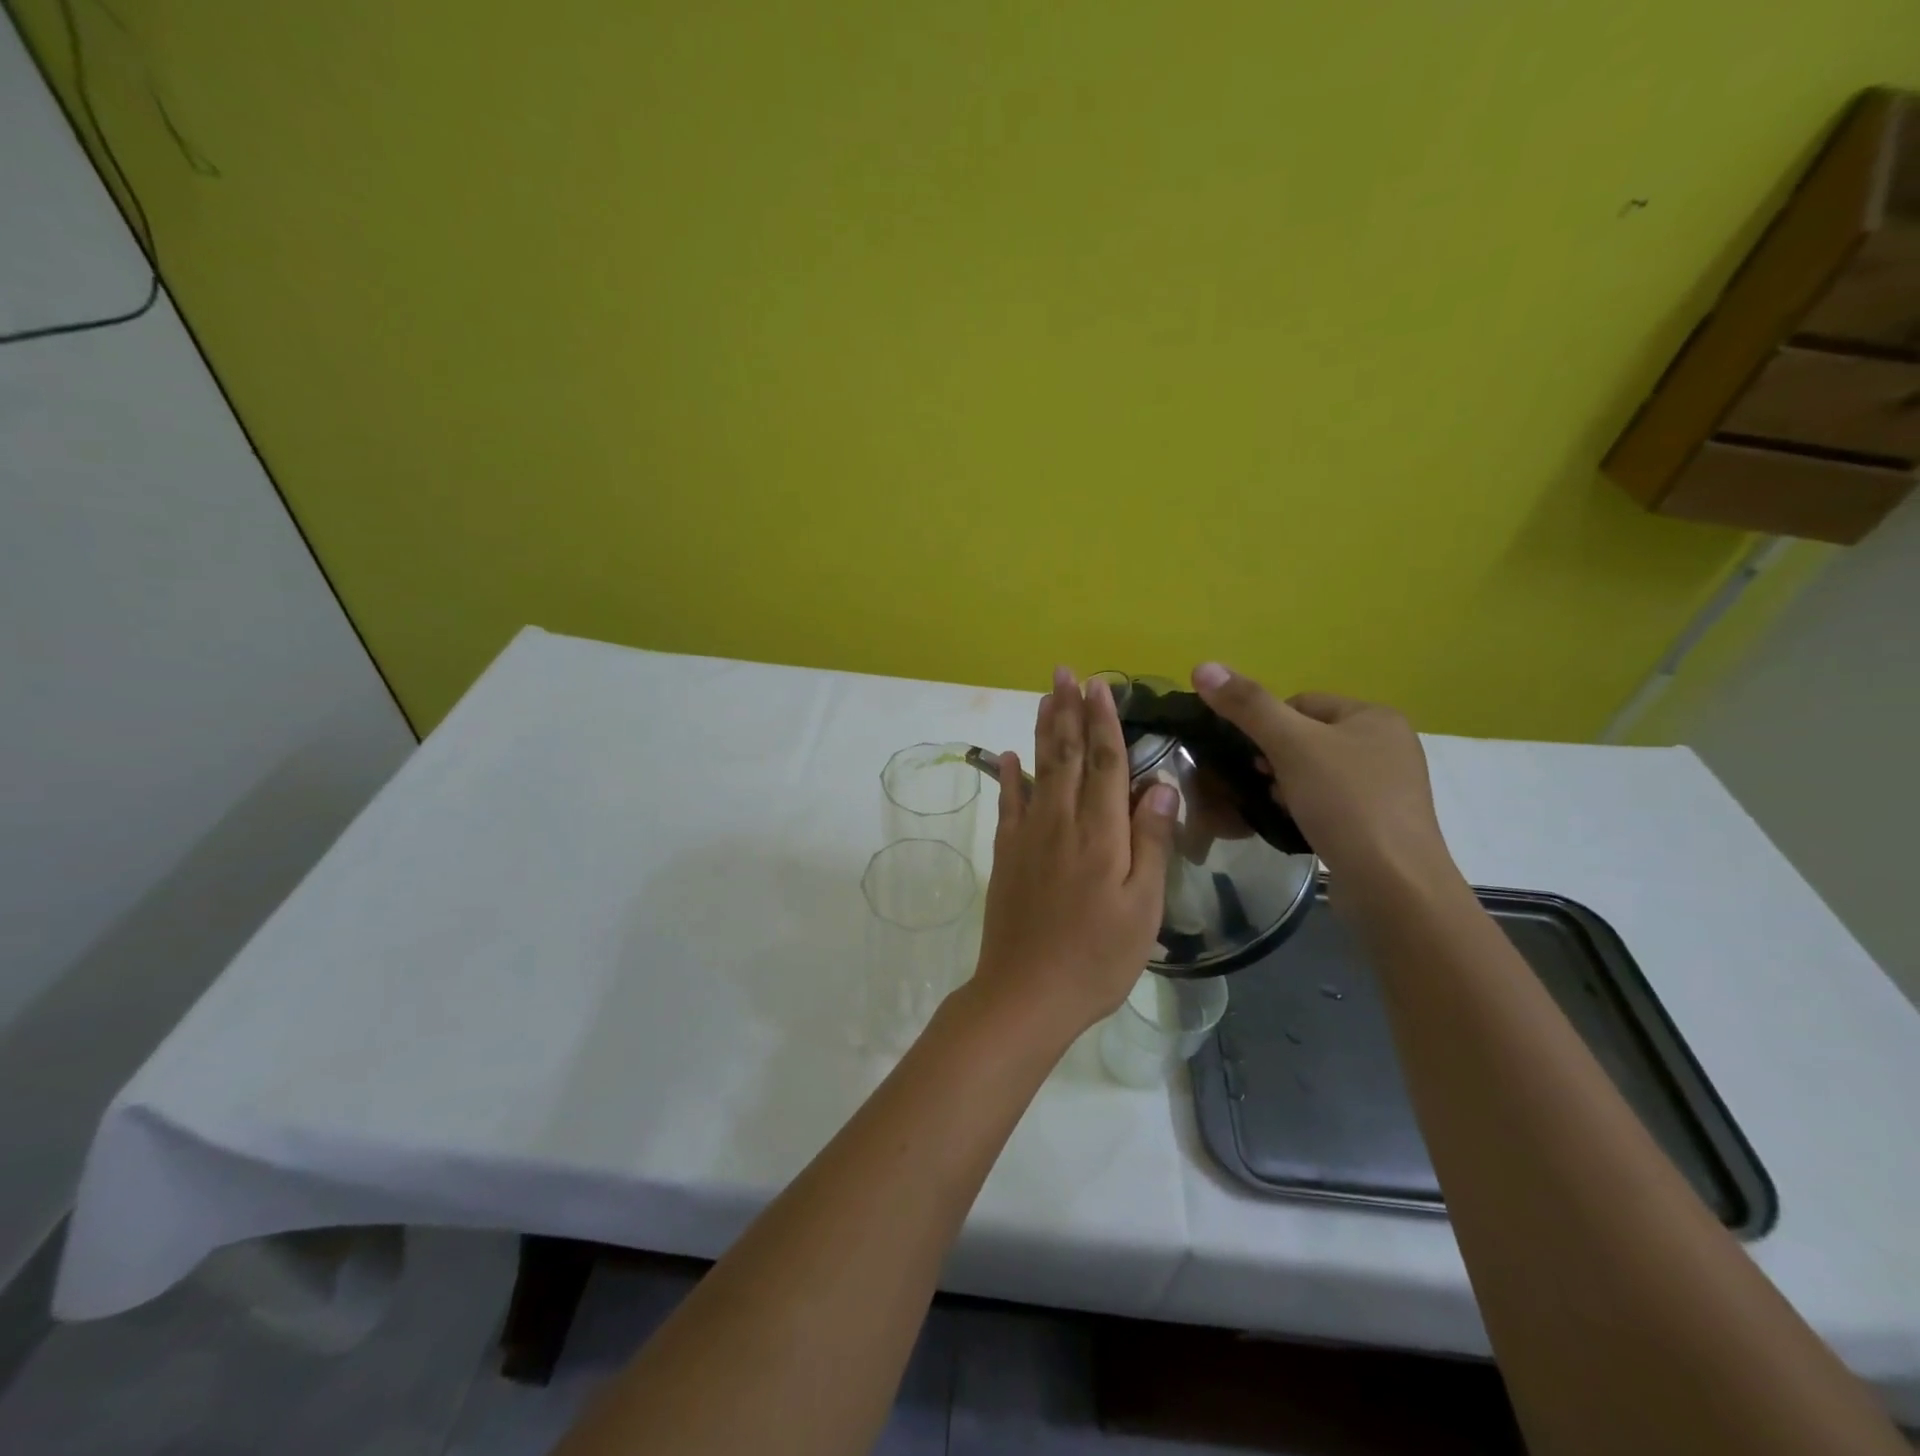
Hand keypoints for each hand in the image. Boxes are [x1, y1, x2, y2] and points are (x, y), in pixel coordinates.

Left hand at [972, 668, 1177, 1042]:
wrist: (1026, 993)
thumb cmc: (1097, 957)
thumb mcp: (1143, 908)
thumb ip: (1151, 844)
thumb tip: (1159, 787)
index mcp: (1100, 833)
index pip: (1104, 762)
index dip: (1103, 721)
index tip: (1099, 685)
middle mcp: (1060, 822)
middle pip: (1065, 755)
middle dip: (1067, 711)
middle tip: (1064, 673)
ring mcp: (1027, 837)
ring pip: (1037, 770)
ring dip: (1042, 731)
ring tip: (1044, 698)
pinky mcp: (1006, 855)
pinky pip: (1008, 804)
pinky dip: (1009, 776)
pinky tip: (1008, 757)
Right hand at [1189, 664, 1462, 904]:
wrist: (1393, 883)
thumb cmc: (1345, 802)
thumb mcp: (1290, 745)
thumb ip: (1247, 705)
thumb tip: (1202, 666)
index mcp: (1374, 716)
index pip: (1301, 703)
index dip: (1267, 726)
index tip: (1253, 756)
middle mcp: (1388, 744)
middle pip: (1307, 737)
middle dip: (1276, 759)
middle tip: (1262, 783)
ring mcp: (1388, 786)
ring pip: (1316, 771)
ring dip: (1288, 785)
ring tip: (1277, 807)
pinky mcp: (1381, 822)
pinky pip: (1331, 802)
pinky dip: (1307, 809)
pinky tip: (1297, 825)